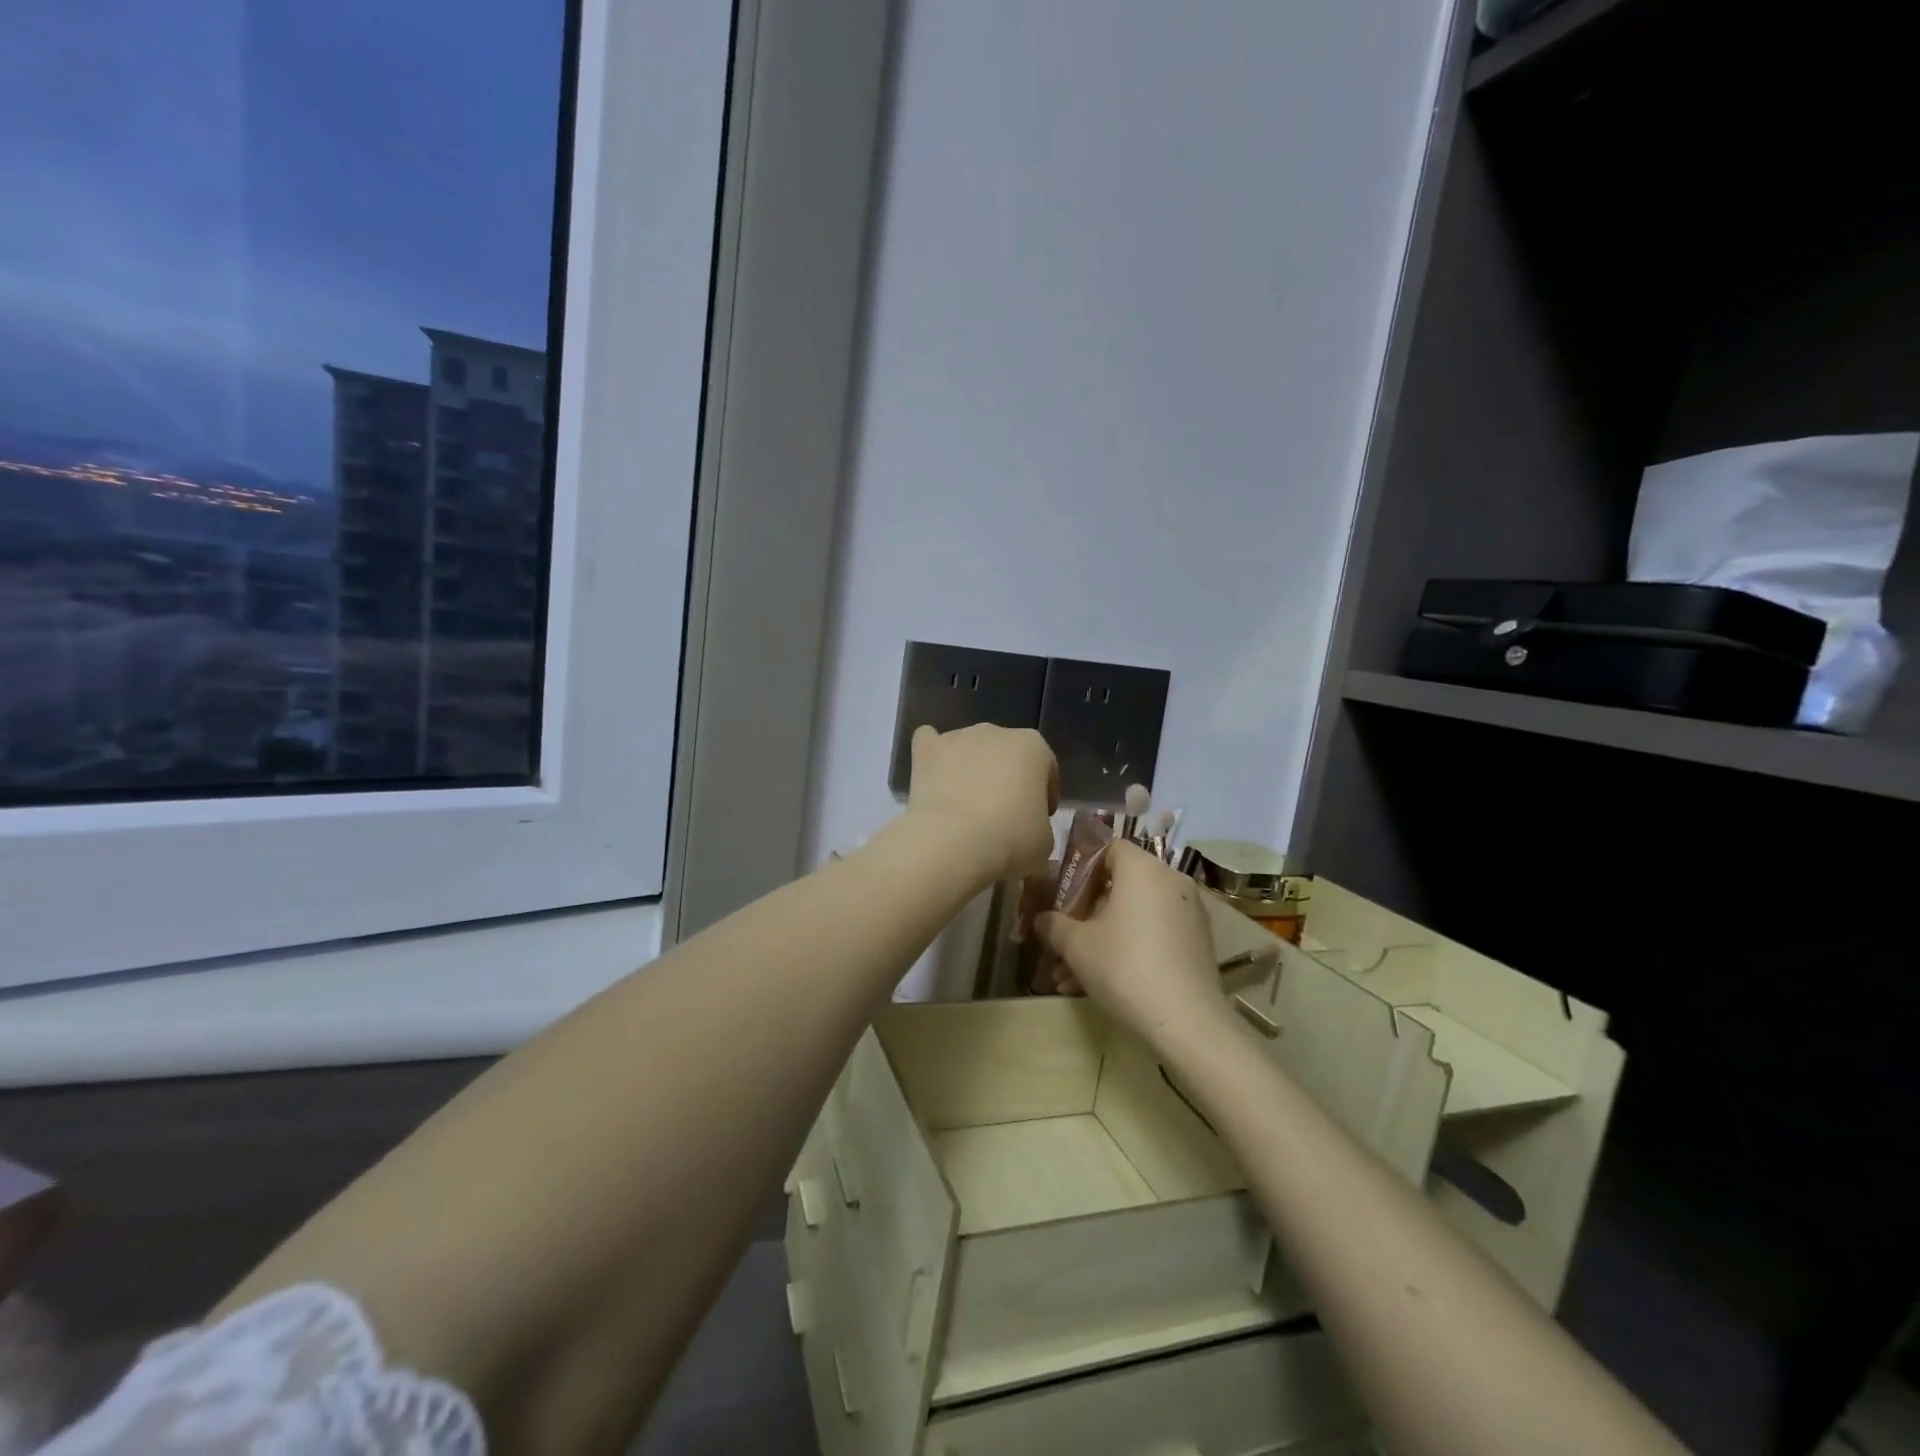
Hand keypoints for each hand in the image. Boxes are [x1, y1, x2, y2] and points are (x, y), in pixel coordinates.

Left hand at [906, 724, 1058, 884]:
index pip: (1046, 768)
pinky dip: (933, 757)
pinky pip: (929, 742)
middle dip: (1005, 778)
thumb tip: (1027, 829)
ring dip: (971, 768)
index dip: (1044, 795)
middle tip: (1001, 815)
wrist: (953, 842)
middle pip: (1006, 754)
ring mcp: (958, 737)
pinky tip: (933, 776)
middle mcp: (996, 732)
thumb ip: (1040, 826)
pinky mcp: (926, 750)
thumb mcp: (1044, 841)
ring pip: (969, 748)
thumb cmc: (1010, 839)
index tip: (1038, 820)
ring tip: (965, 806)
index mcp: (1033, 747)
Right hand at [1036, 841, 1231, 1049]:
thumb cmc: (1124, 966)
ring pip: (1134, 914)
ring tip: (1071, 975)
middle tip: (1062, 940)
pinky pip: (1154, 931)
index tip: (1061, 896)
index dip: (1080, 867)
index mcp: (1142, 868)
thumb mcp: (1076, 945)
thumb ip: (1054, 925)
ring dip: (1102, 937)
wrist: (1186, 1021)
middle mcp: (1170, 880)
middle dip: (1086, 913)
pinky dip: (1129, 947)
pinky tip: (1100, 982)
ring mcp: (1188, 911)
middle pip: (1120, 884)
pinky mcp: (1197, 940)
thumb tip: (1041, 918)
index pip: (1109, 848)